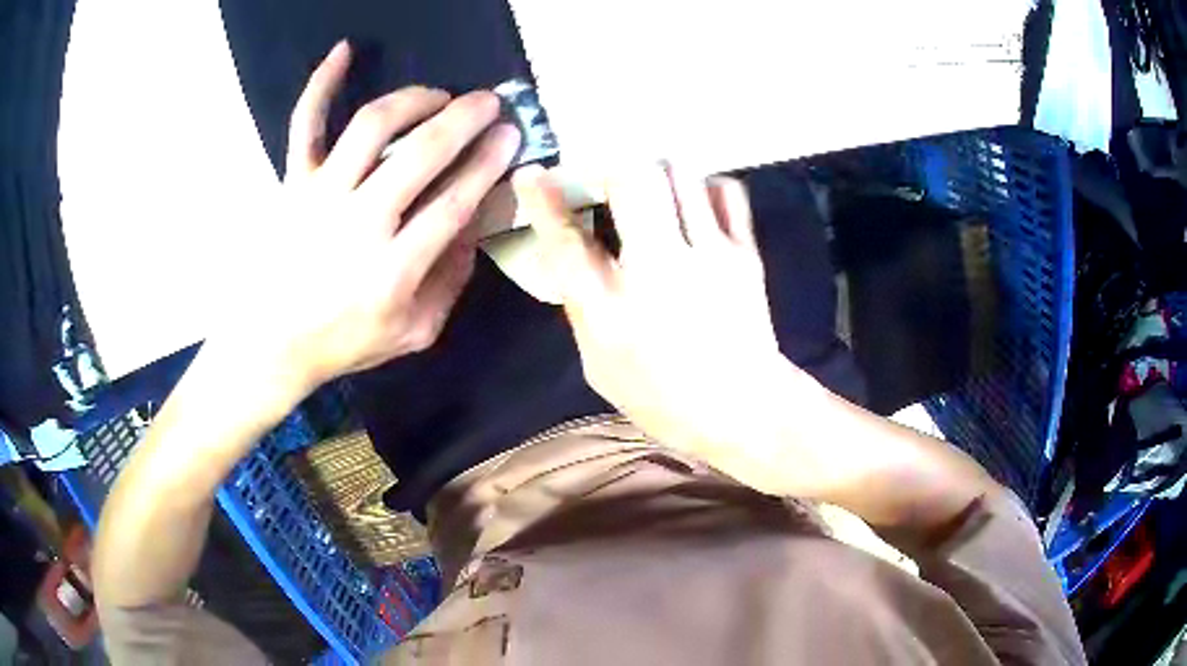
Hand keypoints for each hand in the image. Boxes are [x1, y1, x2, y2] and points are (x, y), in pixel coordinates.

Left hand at [223, 41, 520, 391]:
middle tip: (489, 101)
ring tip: (438, 95)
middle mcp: (358, 222)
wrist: (274, 343)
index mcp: (393, 269)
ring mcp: (320, 195)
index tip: (510, 135)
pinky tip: (344, 50)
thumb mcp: (415, 331)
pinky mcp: (292, 181)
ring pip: (373, 125)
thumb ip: (451, 280)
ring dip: (415, 98)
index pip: (453, 202)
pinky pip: (305, 122)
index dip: (489, 162)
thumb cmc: (346, 340)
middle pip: (421, 153)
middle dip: (465, 118)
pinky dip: (321, 83)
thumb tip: (473, 222)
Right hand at [513, 163, 807, 452]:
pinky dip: (706, 188)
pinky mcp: (745, 253)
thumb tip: (578, 255)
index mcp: (610, 309)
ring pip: (680, 175)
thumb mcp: (599, 365)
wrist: (743, 409)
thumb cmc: (662, 397)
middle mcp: (657, 271)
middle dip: (615, 168)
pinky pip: (726, 191)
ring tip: (657, 191)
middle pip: (632, 180)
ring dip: (660, 174)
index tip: (532, 174)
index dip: (544, 201)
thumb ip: (584, 307)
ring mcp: (708, 256)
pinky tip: (698, 205)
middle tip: (613, 180)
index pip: (567, 240)